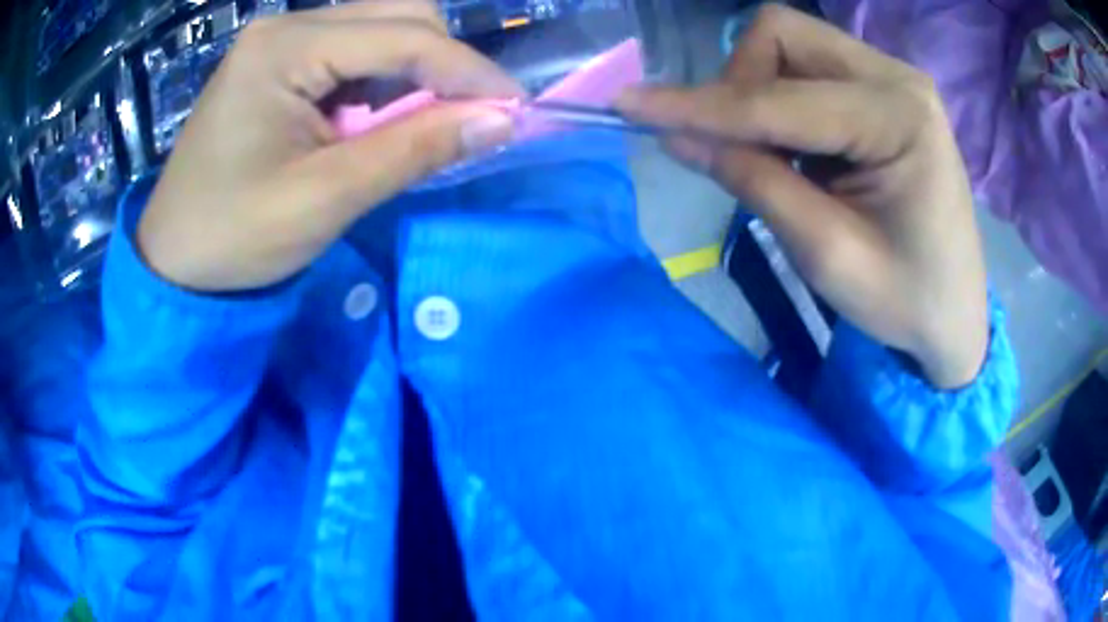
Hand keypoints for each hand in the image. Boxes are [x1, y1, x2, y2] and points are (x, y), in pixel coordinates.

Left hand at [137, 0, 521, 291]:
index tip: (516, 109)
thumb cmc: (234, 238)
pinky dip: (384, 80)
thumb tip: (502, 119)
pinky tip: (380, 117)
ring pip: (379, 28)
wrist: (173, 263)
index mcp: (284, 47)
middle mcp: (285, 26)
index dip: (468, 70)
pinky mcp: (278, 62)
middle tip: (469, 116)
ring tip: (424, 123)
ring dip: (416, 70)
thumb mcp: (325, 198)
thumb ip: (415, 149)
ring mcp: (280, 41)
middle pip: (397, 14)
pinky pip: (352, 52)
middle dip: (444, 61)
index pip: (404, 35)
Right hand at [616, 6, 987, 388]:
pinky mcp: (885, 88)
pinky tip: (801, 150)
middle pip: (781, 35)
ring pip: (791, 43)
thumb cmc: (906, 301)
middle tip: (739, 148)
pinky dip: (783, 100)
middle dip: (738, 84)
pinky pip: (810, 66)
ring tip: (778, 158)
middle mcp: (896, 76)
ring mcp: (893, 76)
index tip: (629, 105)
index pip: (777, 98)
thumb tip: (678, 136)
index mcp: (898, 117)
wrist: (955, 314)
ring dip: (759, 91)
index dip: (700, 105)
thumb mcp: (826, 254)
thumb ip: (753, 182)